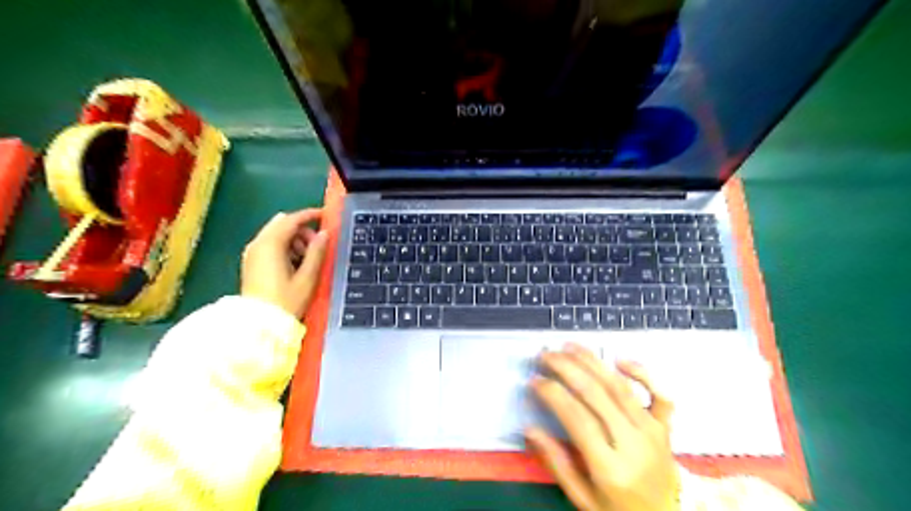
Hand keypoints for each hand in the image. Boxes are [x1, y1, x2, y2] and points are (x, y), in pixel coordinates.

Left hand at [240, 209, 328, 317]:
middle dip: (301, 230)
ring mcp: (252, 253)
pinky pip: (270, 245)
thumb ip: (317, 252)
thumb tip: (325, 234)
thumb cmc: (286, 301)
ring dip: (294, 239)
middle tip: (317, 246)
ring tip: (307, 259)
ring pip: (276, 234)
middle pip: (282, 224)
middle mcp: (258, 244)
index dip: (309, 215)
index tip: (325, 215)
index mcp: (270, 245)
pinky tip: (295, 264)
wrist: (259, 326)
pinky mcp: (251, 263)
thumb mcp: (307, 277)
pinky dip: (284, 247)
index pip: (291, 220)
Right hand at [528, 342, 675, 509]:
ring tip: (568, 346)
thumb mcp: (582, 498)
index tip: (534, 380)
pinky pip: (659, 393)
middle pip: (597, 394)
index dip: (553, 394)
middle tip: (545, 354)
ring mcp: (653, 431)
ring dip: (592, 361)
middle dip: (567, 368)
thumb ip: (557, 463)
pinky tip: (619, 359)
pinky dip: (643, 372)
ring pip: (620, 386)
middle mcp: (634, 443)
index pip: (577, 419)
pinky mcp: (665, 426)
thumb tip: (529, 429)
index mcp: (610, 467)